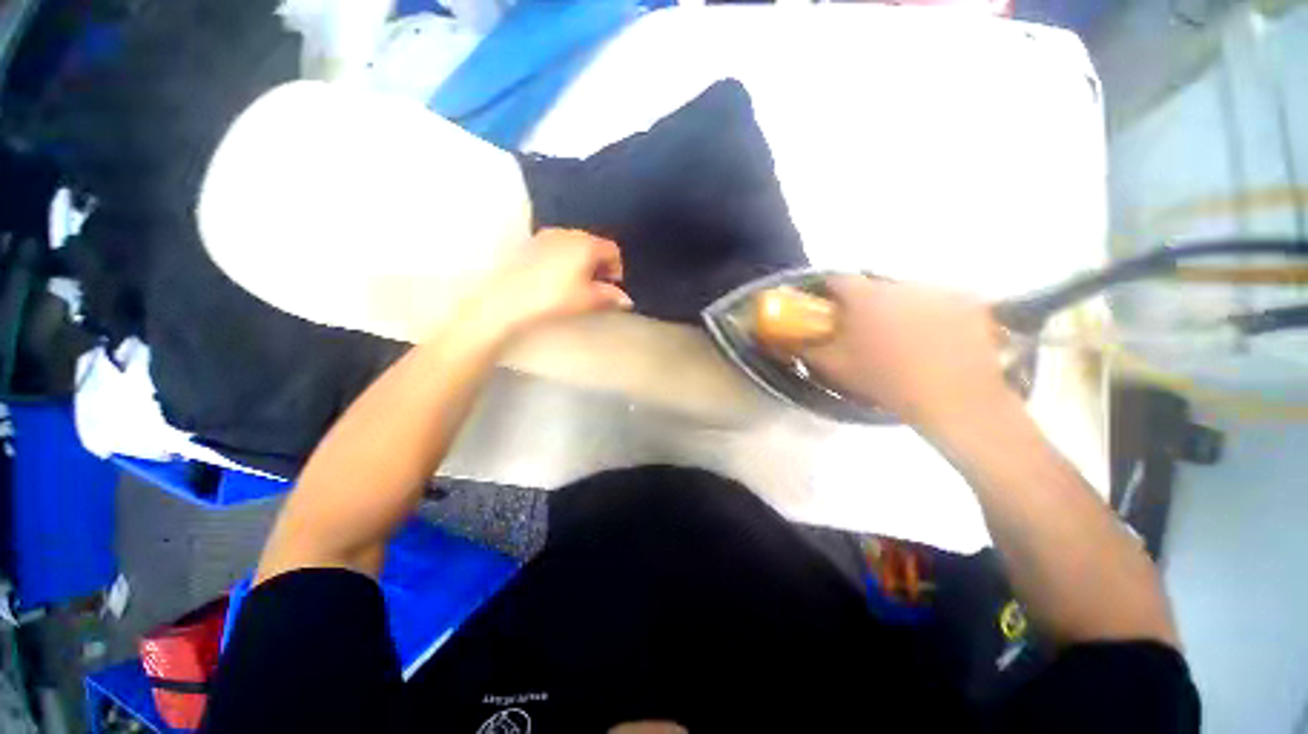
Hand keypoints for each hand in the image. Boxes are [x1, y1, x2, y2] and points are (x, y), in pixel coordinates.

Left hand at [469, 228, 632, 338]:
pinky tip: (554, 280)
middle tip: (597, 286)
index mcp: (586, 244)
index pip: (612, 250)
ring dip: (579, 261)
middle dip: (599, 264)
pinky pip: (554, 248)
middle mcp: (567, 233)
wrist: (507, 300)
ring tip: (575, 284)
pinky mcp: (527, 244)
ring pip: (572, 245)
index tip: (613, 286)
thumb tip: (625, 299)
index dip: (617, 268)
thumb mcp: (588, 300)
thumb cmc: (554, 298)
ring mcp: (544, 236)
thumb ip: (610, 297)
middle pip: (592, 244)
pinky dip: (561, 260)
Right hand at [788, 276, 1015, 431]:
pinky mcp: (967, 303)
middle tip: (863, 328)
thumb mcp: (834, 367)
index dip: (827, 291)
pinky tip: (932, 338)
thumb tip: (784, 339)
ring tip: (900, 337)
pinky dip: (930, 313)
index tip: (825, 306)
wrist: (953, 398)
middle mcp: (901, 284)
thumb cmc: (884, 379)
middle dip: (864, 303)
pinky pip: (939, 301)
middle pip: (873, 286)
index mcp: (865, 297)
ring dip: (897, 307)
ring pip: (906, 293)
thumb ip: (807, 348)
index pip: (837, 280)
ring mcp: (938, 291)